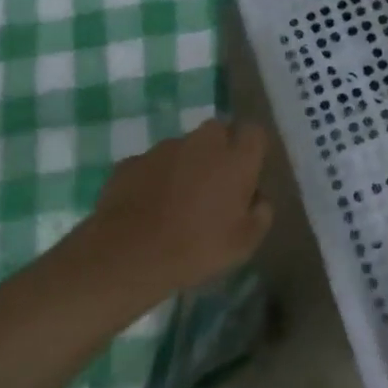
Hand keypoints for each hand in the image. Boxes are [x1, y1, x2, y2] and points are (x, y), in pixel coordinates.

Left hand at [80, 119, 273, 301]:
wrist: (127, 255)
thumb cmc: (196, 248)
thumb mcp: (244, 244)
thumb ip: (260, 214)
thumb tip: (258, 199)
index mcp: (235, 158)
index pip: (254, 133)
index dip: (252, 150)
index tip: (249, 172)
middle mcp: (202, 142)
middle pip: (217, 131)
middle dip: (219, 150)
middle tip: (215, 185)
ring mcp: (163, 149)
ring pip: (183, 147)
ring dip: (185, 164)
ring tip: (177, 201)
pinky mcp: (131, 161)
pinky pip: (152, 165)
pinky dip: (154, 178)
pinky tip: (148, 207)